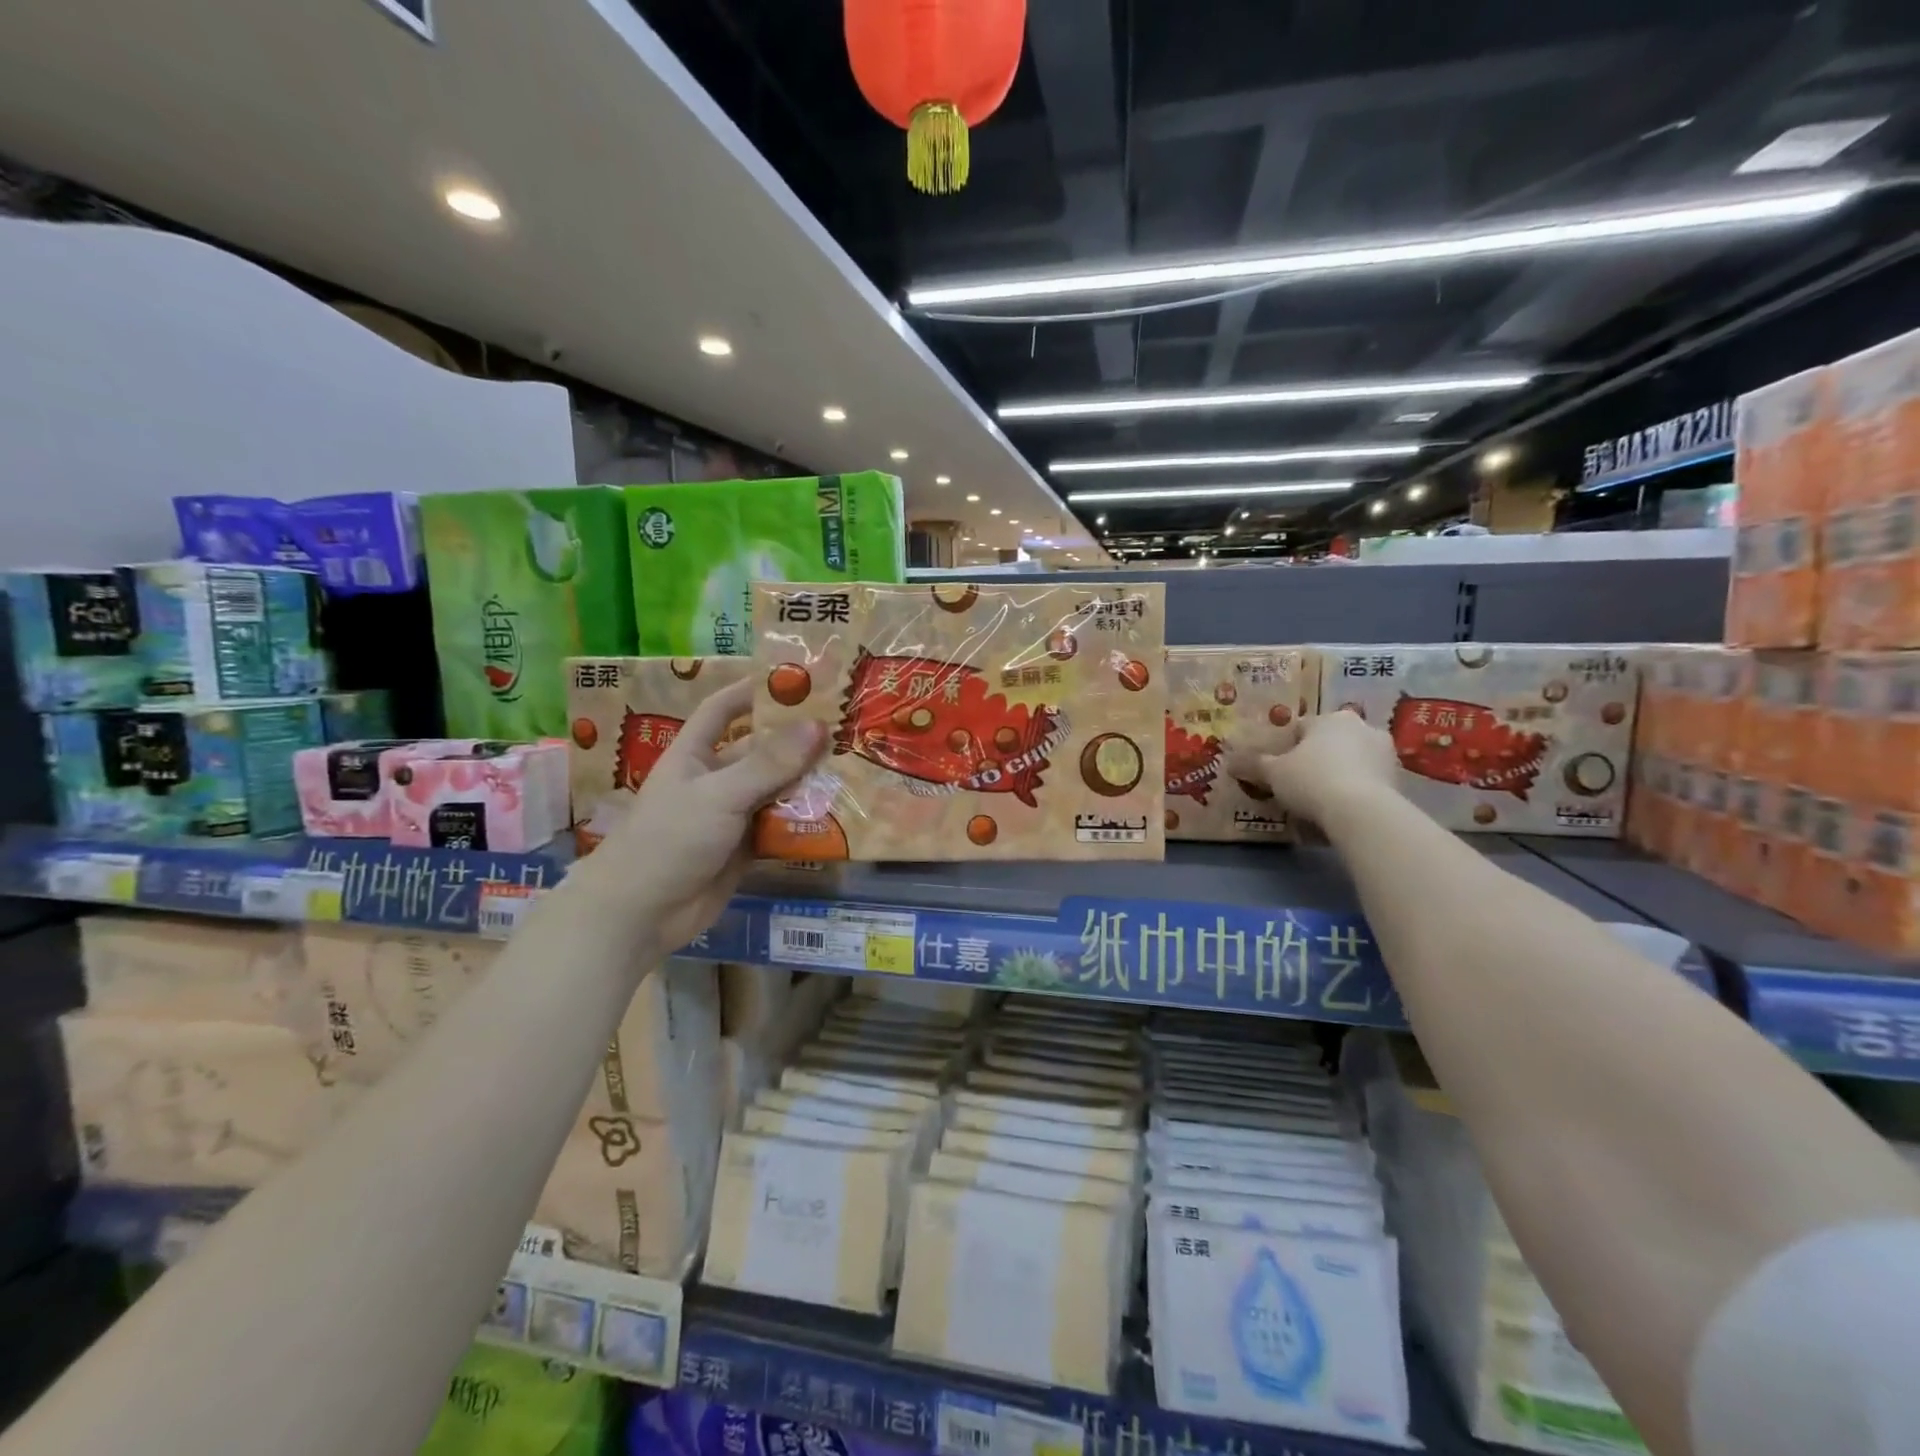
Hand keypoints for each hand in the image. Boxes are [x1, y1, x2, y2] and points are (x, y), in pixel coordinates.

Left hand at [575, 678, 825, 956]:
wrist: (641, 914)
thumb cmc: (669, 839)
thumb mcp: (719, 794)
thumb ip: (768, 763)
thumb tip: (818, 725)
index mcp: (695, 753)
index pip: (723, 708)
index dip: (753, 690)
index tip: (797, 678)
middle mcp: (715, 778)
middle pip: (760, 750)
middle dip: (798, 740)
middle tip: (846, 727)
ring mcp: (731, 815)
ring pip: (775, 789)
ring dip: (807, 782)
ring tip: (854, 766)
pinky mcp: (745, 848)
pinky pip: (780, 826)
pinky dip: (805, 820)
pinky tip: (840, 813)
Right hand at [1226, 708, 1402, 829]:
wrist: (1361, 812)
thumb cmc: (1311, 780)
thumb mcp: (1273, 774)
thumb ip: (1252, 765)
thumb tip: (1227, 760)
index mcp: (1331, 718)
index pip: (1301, 728)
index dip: (1285, 748)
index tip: (1276, 769)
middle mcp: (1362, 727)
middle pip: (1329, 743)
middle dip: (1315, 760)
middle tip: (1297, 784)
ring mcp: (1385, 753)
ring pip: (1350, 762)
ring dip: (1336, 775)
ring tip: (1318, 802)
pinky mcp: (1398, 779)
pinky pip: (1366, 782)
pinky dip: (1353, 792)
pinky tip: (1339, 812)